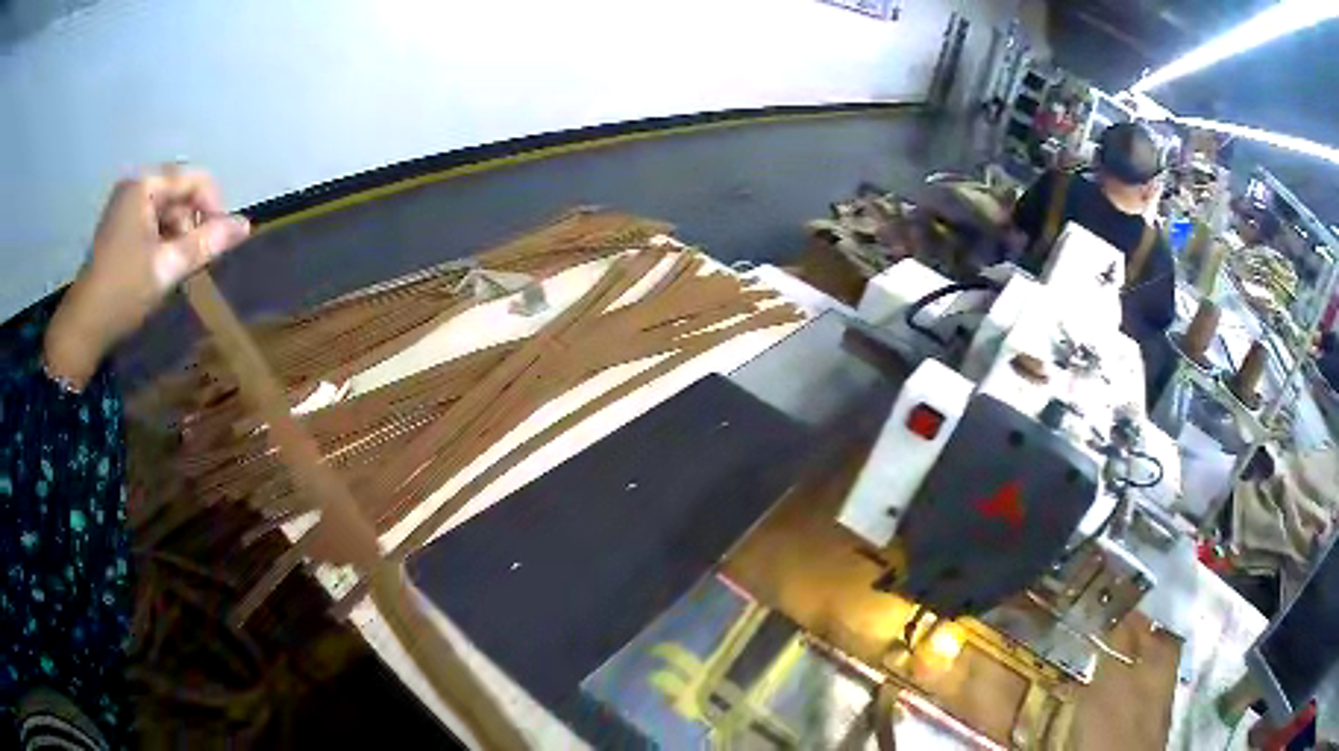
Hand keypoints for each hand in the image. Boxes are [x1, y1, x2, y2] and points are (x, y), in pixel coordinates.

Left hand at [45, 165, 250, 387]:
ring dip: (177, 233)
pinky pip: (150, 221)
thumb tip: (246, 225)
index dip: (213, 204)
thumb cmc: (123, 292)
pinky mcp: (118, 226)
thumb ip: (207, 243)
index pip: (193, 178)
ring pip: (165, 208)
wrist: (82, 328)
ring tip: (176, 267)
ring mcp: (123, 205)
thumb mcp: (168, 267)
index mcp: (144, 185)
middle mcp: (134, 186)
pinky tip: (160, 266)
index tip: (221, 238)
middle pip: (178, 192)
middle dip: (192, 222)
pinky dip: (161, 239)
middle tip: (194, 260)